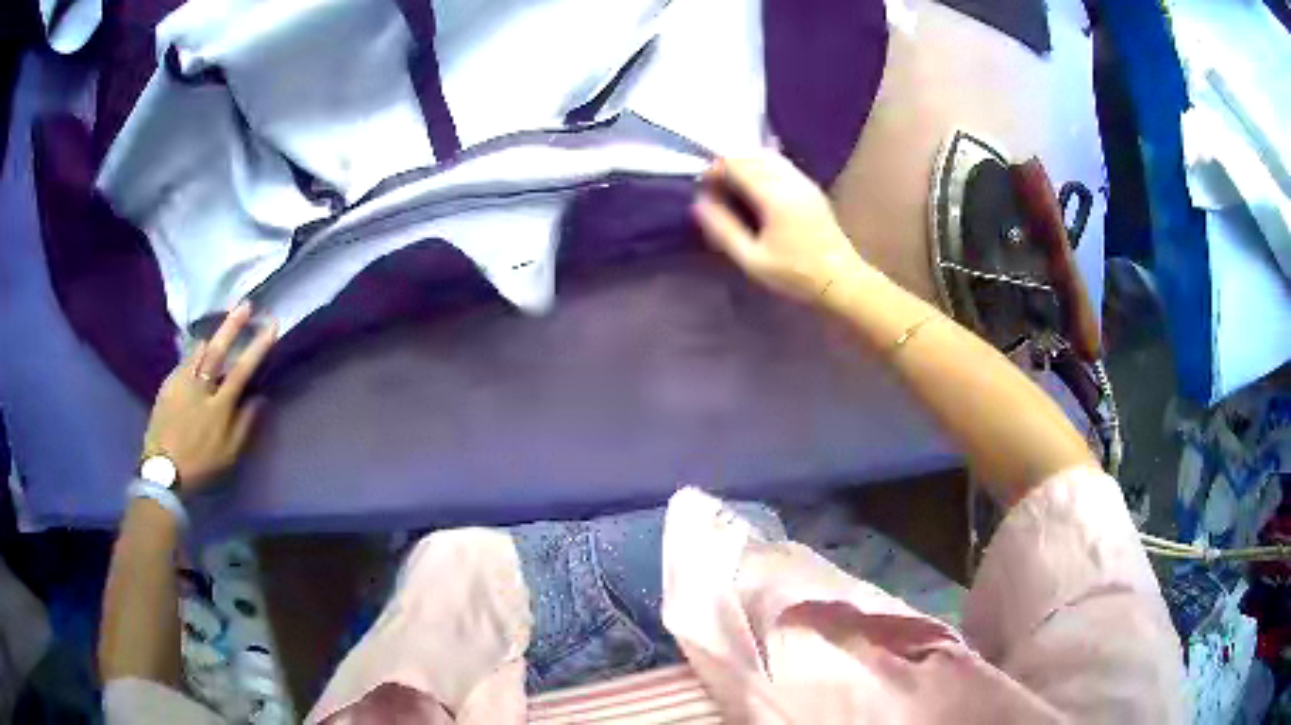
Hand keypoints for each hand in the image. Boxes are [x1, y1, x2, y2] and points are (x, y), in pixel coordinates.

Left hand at [141, 302, 277, 491]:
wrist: (163, 473)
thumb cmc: (200, 466)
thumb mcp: (229, 455)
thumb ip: (245, 425)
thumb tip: (260, 398)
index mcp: (219, 407)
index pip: (242, 370)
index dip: (257, 347)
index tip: (271, 325)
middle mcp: (200, 388)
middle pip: (218, 350)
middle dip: (233, 326)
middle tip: (245, 305)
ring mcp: (181, 384)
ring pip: (198, 352)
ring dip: (211, 340)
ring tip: (218, 333)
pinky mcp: (167, 386)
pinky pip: (183, 363)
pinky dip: (193, 356)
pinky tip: (196, 356)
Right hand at [692, 153, 875, 306]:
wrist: (842, 280)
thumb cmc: (796, 275)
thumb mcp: (753, 260)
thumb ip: (723, 229)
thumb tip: (699, 203)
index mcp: (775, 195)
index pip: (737, 163)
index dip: (714, 169)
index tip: (702, 187)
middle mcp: (790, 180)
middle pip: (751, 154)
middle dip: (728, 164)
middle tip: (714, 188)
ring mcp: (803, 181)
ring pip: (766, 155)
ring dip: (745, 164)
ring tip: (732, 188)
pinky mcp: (810, 187)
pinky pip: (779, 164)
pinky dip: (760, 167)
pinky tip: (754, 188)